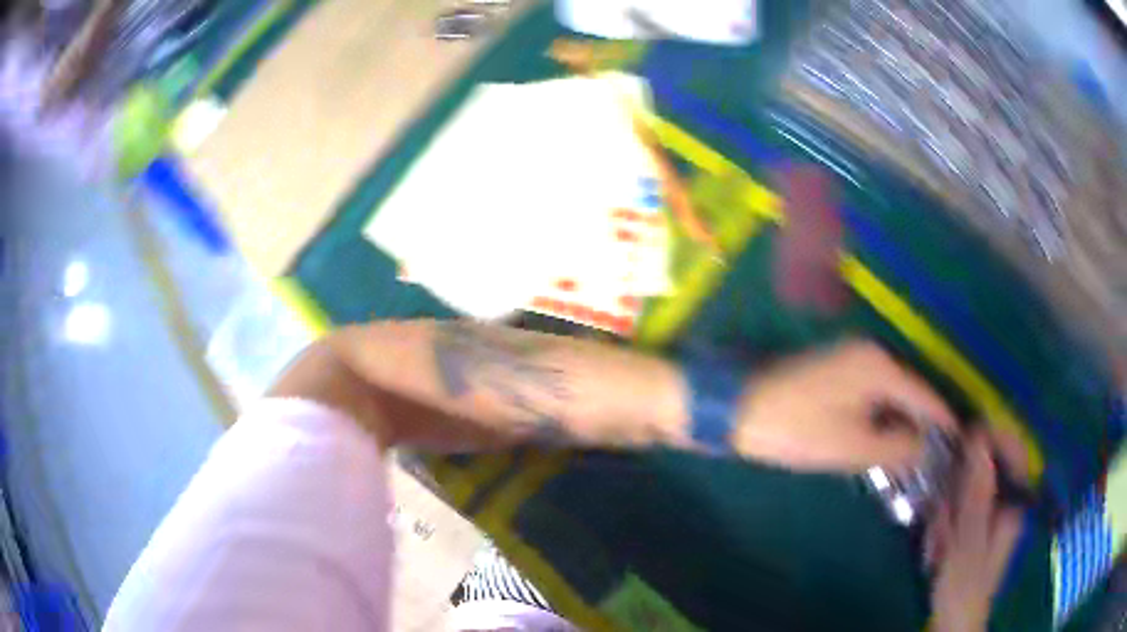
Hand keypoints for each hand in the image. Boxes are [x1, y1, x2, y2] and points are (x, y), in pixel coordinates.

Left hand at [730, 340, 956, 471]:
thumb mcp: (853, 446)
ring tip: (914, 452)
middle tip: (936, 454)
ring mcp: (851, 355)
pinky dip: (881, 412)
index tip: (960, 442)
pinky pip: (871, 390)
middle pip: (910, 390)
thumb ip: (897, 446)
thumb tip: (924, 445)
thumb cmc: (798, 429)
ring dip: (901, 419)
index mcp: (880, 366)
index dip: (943, 421)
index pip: (925, 396)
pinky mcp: (835, 366)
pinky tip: (884, 435)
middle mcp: (871, 351)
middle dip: (922, 423)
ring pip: (890, 391)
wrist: (737, 407)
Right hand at [930, 433, 1023, 631]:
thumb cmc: (964, 586)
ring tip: (936, 544)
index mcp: (1014, 502)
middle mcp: (1008, 502)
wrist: (955, 621)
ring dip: (948, 512)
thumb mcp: (968, 541)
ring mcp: (993, 514)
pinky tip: (937, 547)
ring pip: (969, 491)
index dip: (992, 436)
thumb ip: (976, 491)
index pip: (1013, 450)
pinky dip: (945, 523)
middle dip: (958, 491)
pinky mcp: (978, 526)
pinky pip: (960, 509)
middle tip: (941, 520)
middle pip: (986, 472)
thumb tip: (980, 437)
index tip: (963, 435)